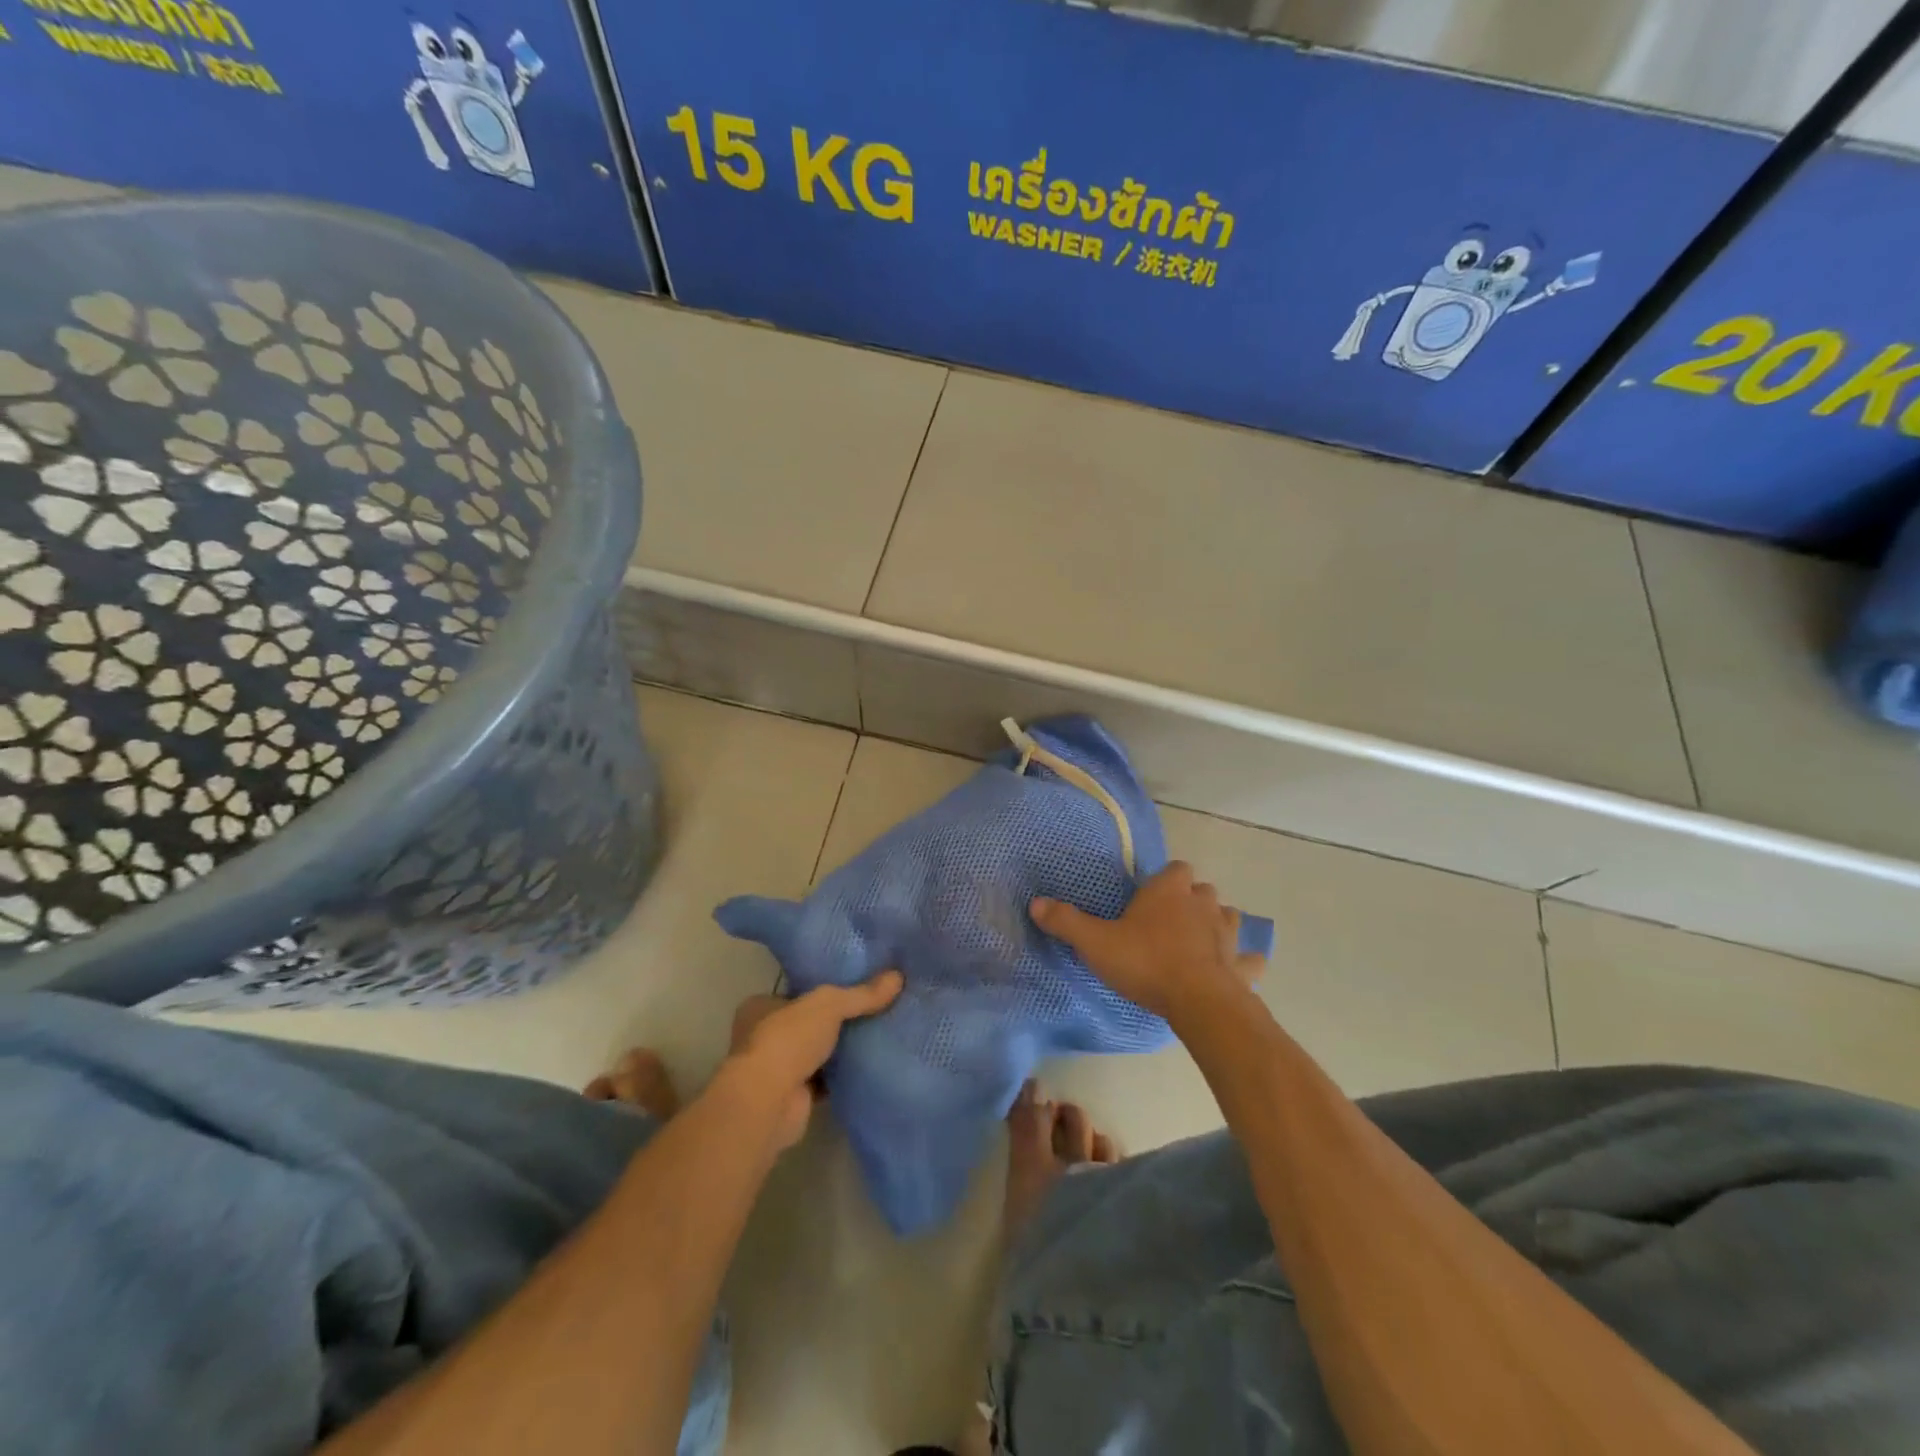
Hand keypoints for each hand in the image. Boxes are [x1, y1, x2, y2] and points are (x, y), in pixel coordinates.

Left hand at [725, 972, 901, 1149]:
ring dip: (839, 1050)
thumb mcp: (829, 1005)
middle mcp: (763, 1036)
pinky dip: (842, 1076)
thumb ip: (861, 993)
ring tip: (879, 1035)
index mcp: (760, 1007)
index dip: (823, 990)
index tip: (855, 987)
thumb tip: (898, 976)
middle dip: (835, 1022)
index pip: (797, 993)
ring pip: (816, 1053)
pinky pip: (824, 1081)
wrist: (769, 1103)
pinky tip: (869, 1067)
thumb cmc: (787, 1040)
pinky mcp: (792, 1097)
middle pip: (808, 1023)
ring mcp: (777, 1069)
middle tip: (873, 1010)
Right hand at [1031, 862, 1264, 1022]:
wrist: (1198, 1002)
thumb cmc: (1145, 962)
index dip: (1165, 879)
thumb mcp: (1095, 943)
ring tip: (1199, 940)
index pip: (1175, 868)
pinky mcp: (1242, 965)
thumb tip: (1035, 903)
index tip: (1150, 896)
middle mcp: (1202, 903)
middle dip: (1190, 899)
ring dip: (1216, 923)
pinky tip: (1236, 969)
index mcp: (1168, 891)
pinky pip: (1249, 959)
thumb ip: (1066, 922)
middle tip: (1168, 920)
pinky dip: (1243, 962)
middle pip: (1202, 890)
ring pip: (1228, 916)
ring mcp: (1227, 933)